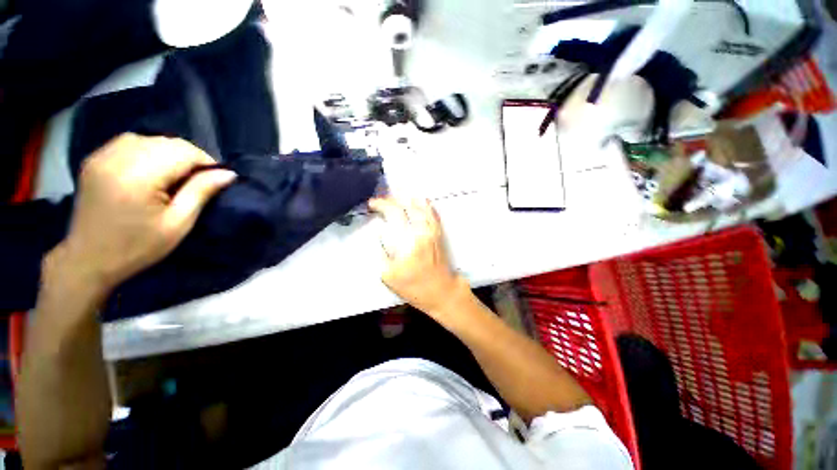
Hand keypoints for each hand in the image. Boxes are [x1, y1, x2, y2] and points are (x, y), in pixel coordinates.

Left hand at [53, 133, 235, 294]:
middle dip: (190, 157)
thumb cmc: (137, 247)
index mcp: (138, 176)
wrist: (88, 259)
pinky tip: (152, 167)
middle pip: (166, 142)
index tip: (216, 179)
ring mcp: (102, 156)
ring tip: (176, 174)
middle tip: (199, 179)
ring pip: (149, 139)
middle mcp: (117, 158)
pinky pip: (129, 141)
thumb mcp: (178, 224)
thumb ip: (201, 192)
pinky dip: (148, 149)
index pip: (183, 151)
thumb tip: (228, 173)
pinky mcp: (95, 159)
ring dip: (169, 152)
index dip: (206, 161)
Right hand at [369, 198, 467, 317]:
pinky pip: (433, 213)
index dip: (382, 204)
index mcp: (408, 241)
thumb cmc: (415, 287)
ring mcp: (433, 230)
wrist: (442, 291)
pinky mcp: (439, 233)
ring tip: (396, 195)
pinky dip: (426, 204)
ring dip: (408, 198)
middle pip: (408, 205)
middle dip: (392, 198)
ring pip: (422, 206)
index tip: (372, 203)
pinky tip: (420, 200)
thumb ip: (383, 252)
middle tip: (382, 199)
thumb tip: (380, 233)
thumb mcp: (389, 276)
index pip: (395, 213)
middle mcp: (422, 230)